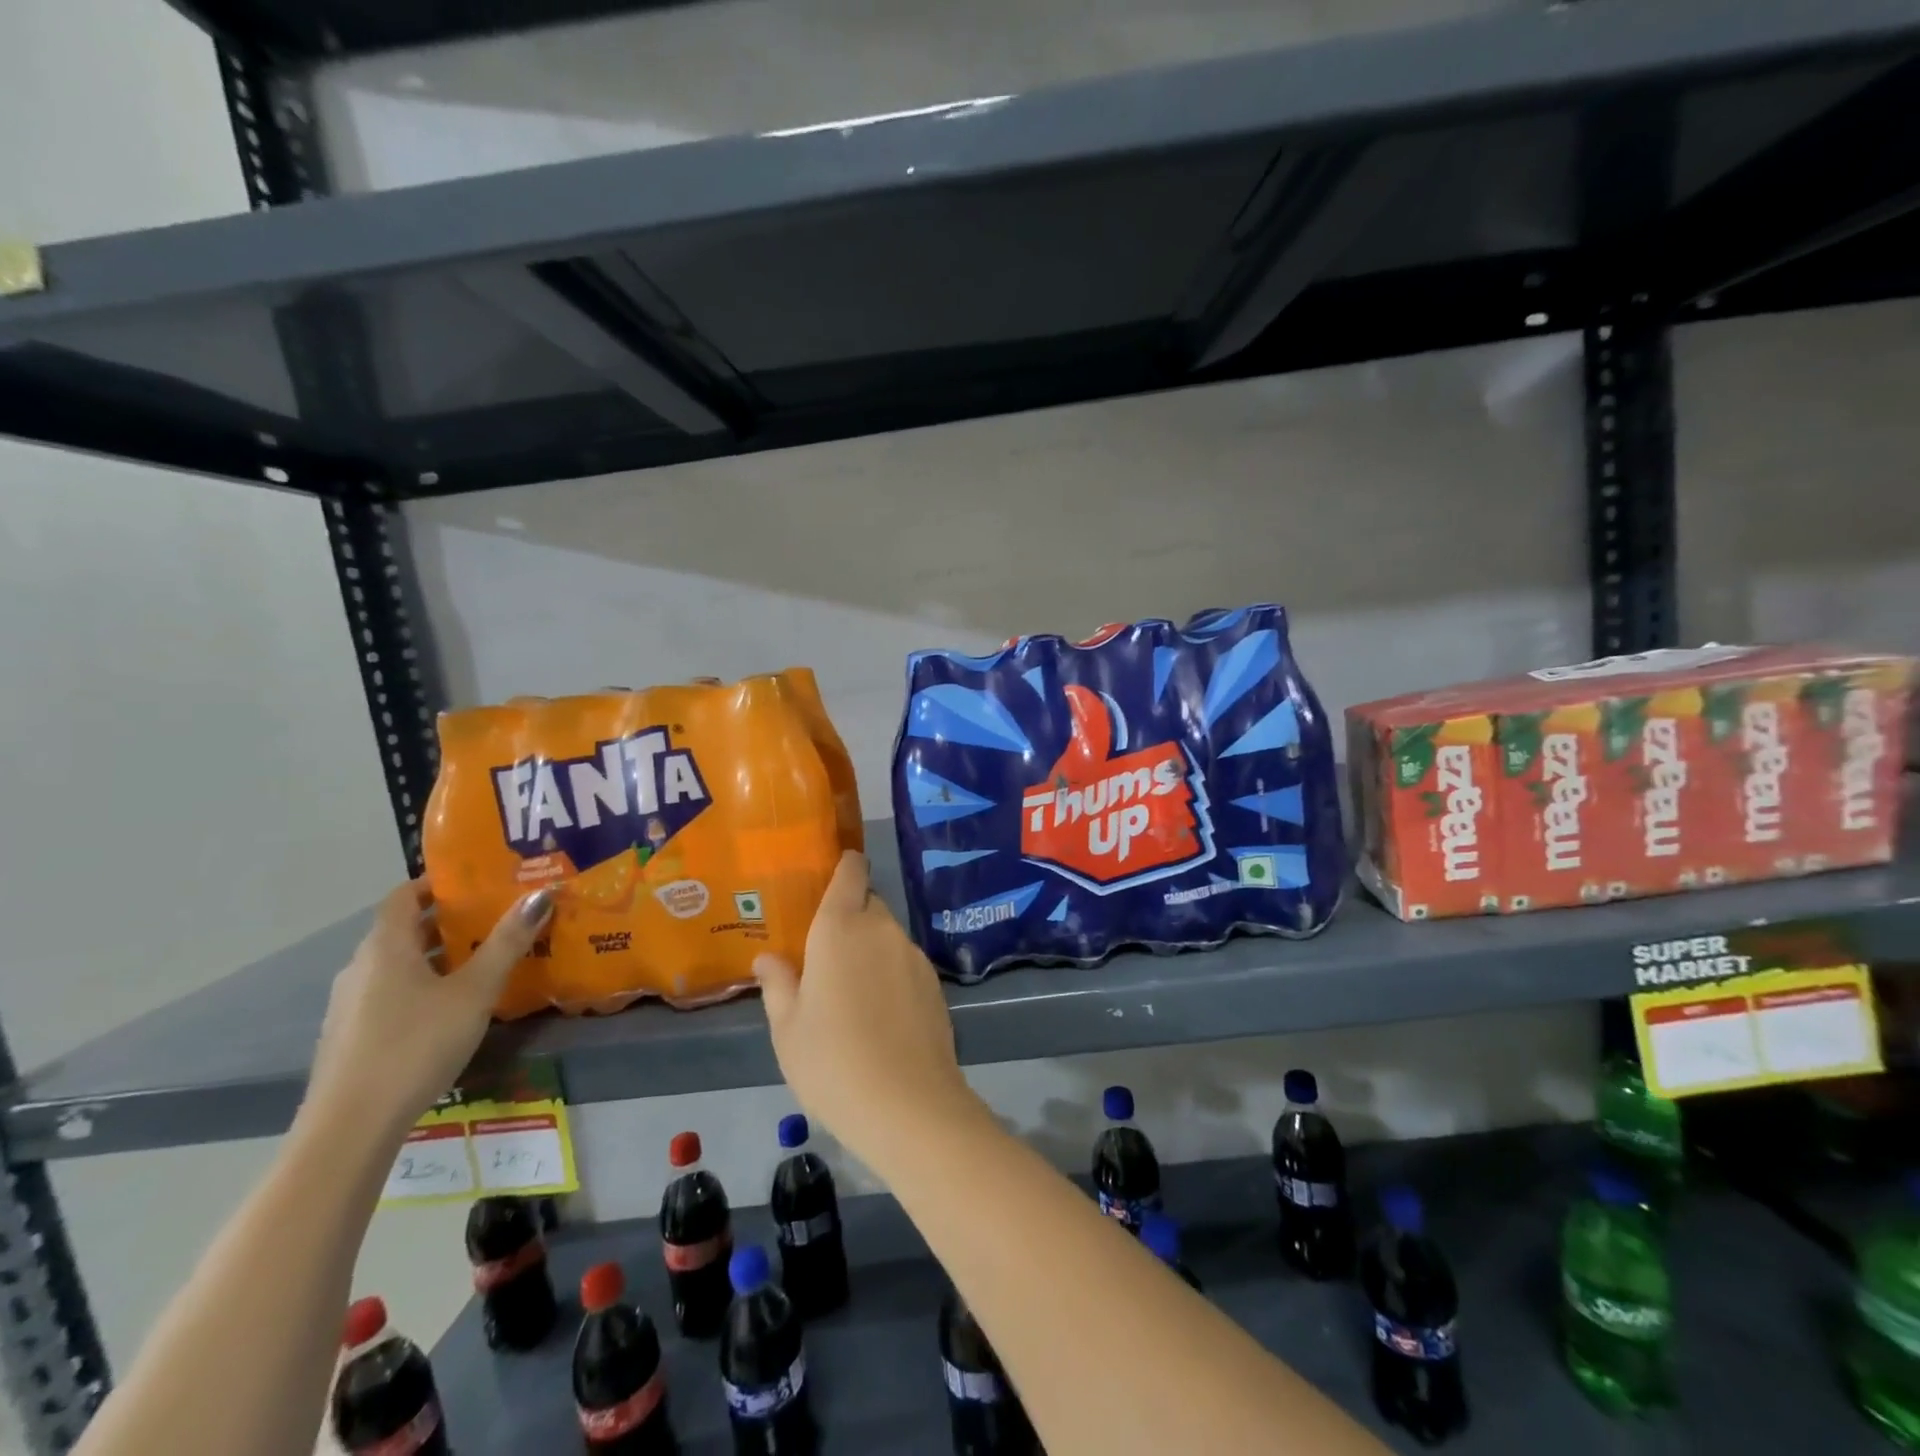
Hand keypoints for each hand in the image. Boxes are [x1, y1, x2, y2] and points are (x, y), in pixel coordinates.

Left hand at [305, 880, 552, 1139]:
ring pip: (399, 964)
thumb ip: (507, 942)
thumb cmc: (416, 1044)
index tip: (478, 880)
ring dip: (438, 955)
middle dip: (449, 919)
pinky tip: (453, 1006)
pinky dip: (423, 985)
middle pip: (405, 928)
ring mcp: (351, 1004)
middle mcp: (361, 967)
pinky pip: (392, 992)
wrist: (350, 1128)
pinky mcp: (352, 1035)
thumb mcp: (475, 991)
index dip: (438, 882)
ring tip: (485, 959)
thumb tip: (540, 894)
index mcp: (386, 947)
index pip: (404, 895)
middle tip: (497, 916)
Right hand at [753, 852, 982, 1167]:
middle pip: (868, 903)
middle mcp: (881, 929)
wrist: (908, 1105)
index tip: (832, 873)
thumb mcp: (788, 1028)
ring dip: (870, 947)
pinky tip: (880, 1013)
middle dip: (849, 916)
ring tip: (851, 990)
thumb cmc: (832, 1062)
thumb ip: (778, 984)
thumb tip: (768, 959)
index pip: (850, 872)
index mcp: (840, 928)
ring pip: (887, 934)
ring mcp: (913, 954)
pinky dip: (891, 972)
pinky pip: (904, 962)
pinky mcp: (934, 982)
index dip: (844, 866)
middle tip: (826, 952)